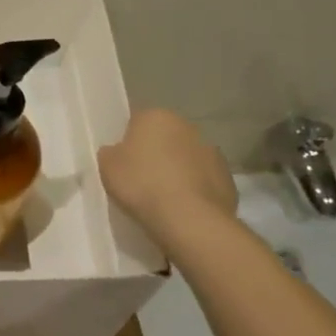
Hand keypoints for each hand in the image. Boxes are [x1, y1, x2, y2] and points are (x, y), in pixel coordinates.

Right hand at [98, 109, 238, 237]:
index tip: (124, 163)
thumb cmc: (142, 185)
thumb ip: (111, 153)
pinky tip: (183, 208)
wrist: (188, 219)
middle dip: (157, 153)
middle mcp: (187, 126)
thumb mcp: (107, 167)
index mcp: (156, 116)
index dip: (129, 142)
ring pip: (187, 158)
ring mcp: (212, 151)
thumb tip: (117, 152)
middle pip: (166, 137)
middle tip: (142, 179)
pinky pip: (204, 180)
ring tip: (164, 198)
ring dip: (178, 170)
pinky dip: (195, 189)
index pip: (137, 122)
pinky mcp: (228, 177)